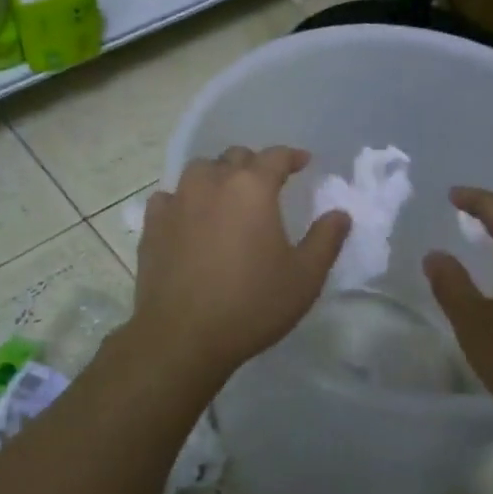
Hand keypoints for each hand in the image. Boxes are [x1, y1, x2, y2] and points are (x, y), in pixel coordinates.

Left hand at [131, 146, 350, 382]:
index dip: (292, 156)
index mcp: (252, 189)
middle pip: (235, 157)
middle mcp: (212, 183)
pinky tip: (188, 217)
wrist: (183, 336)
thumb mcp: (305, 277)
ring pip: (199, 170)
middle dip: (254, 165)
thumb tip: (340, 214)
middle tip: (266, 184)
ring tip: (226, 195)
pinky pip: (169, 197)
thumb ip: (326, 239)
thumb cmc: (252, 304)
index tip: (303, 162)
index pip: (275, 156)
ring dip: (217, 175)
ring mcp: (177, 201)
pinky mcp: (152, 225)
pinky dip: (183, 200)